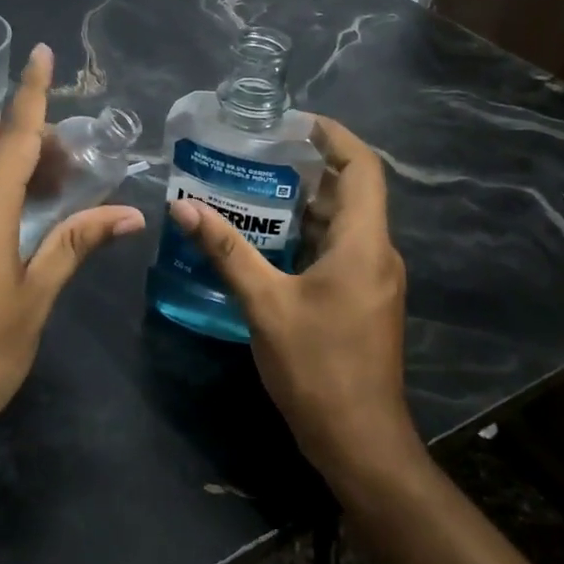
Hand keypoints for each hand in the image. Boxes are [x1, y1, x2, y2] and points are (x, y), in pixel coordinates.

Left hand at [0, 43, 144, 485]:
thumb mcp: (33, 302)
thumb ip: (75, 245)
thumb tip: (127, 212)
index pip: (12, 137)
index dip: (31, 93)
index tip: (42, 54)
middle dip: (30, 132)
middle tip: (75, 153)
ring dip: (10, 158)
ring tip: (56, 180)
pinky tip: (17, 208)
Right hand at [168, 117, 418, 488]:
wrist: (359, 441)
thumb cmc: (317, 367)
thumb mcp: (265, 304)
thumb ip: (227, 252)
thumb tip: (185, 208)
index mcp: (364, 244)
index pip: (362, 168)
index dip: (335, 136)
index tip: (296, 122)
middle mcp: (378, 253)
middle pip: (351, 192)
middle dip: (309, 169)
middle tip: (258, 154)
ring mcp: (374, 279)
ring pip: (344, 224)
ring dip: (305, 205)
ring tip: (253, 189)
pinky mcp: (364, 300)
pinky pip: (340, 251)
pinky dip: (308, 236)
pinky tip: (268, 241)